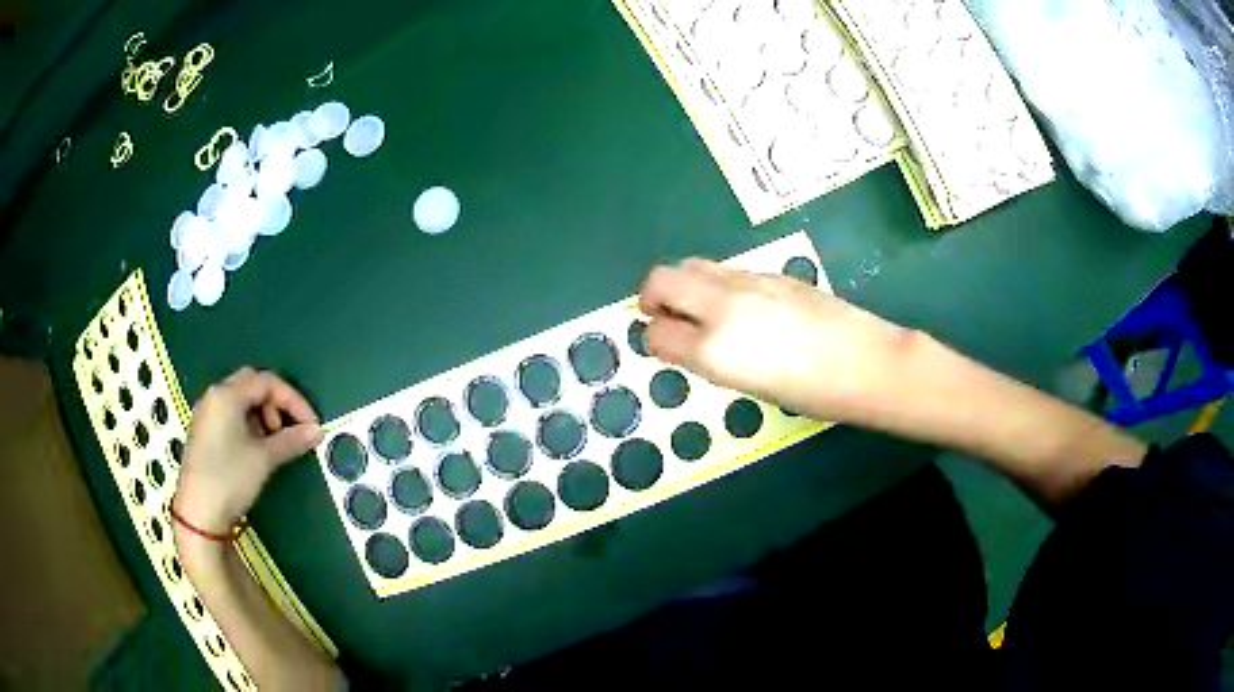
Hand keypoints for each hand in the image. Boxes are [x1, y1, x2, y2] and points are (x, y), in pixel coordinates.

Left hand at [174, 367, 322, 535]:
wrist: (199, 513)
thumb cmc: (230, 478)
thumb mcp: (264, 459)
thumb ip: (291, 440)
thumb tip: (317, 432)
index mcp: (228, 394)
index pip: (268, 382)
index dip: (294, 400)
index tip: (312, 425)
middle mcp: (215, 396)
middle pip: (253, 385)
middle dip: (276, 404)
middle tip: (290, 430)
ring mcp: (207, 413)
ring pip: (241, 400)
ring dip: (263, 415)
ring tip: (274, 443)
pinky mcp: (204, 432)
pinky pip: (231, 415)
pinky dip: (249, 424)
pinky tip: (256, 449)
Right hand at [639, 259, 912, 422]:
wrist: (865, 362)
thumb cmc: (811, 393)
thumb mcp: (749, 385)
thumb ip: (710, 357)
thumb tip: (690, 339)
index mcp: (714, 349)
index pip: (658, 332)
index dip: (652, 339)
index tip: (661, 345)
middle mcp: (722, 307)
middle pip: (661, 280)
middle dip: (651, 297)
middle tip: (661, 315)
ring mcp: (746, 282)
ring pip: (691, 265)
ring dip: (681, 284)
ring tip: (695, 307)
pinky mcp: (769, 272)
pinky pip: (724, 269)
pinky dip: (712, 282)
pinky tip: (734, 303)